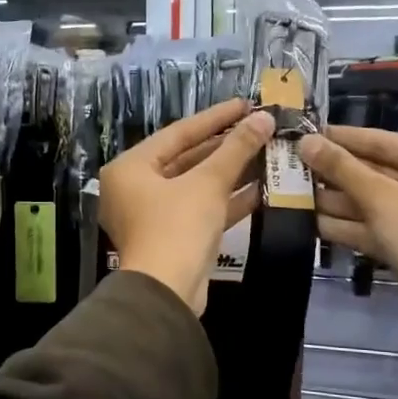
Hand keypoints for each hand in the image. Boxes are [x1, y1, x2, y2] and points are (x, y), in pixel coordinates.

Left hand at [99, 99, 273, 314]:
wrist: (167, 293)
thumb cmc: (178, 227)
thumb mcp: (208, 183)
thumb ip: (236, 149)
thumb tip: (264, 118)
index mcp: (131, 168)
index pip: (178, 133)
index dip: (215, 118)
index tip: (246, 105)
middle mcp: (135, 188)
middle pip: (186, 158)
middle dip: (225, 146)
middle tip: (259, 129)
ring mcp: (153, 215)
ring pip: (196, 185)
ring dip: (230, 173)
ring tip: (266, 153)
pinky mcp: (172, 238)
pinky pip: (200, 210)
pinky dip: (227, 200)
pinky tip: (260, 189)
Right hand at [300, 126, 397, 332]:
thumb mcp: (381, 198)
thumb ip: (341, 168)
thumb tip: (304, 141)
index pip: (379, 140)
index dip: (340, 138)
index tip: (302, 132)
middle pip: (372, 171)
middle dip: (332, 172)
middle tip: (288, 165)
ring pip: (367, 201)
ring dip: (331, 200)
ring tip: (289, 192)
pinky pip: (369, 226)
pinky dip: (343, 225)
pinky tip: (307, 221)